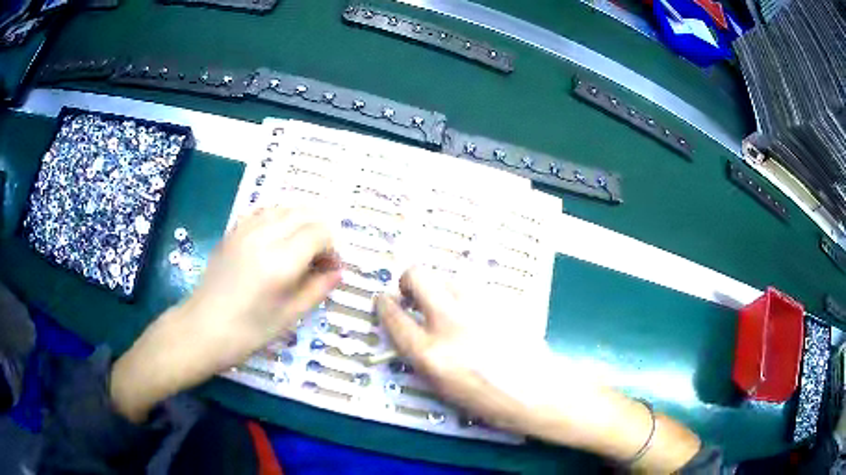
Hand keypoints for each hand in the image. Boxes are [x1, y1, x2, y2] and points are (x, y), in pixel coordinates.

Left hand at [111, 207, 341, 421]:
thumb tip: (338, 272)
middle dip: (321, 232)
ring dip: (301, 221)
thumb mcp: (289, 316)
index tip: (332, 269)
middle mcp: (264, 236)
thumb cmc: (248, 332)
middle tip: (320, 259)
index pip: (320, 233)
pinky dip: (279, 217)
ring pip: (285, 207)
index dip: (333, 248)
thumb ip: (318, 289)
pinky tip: (279, 238)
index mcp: (280, 262)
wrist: (202, 328)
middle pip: (305, 213)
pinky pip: (264, 210)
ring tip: (302, 247)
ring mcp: (245, 229)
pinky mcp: (233, 230)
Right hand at [374, 268, 536, 431]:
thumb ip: (420, 354)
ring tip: (449, 308)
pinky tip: (478, 316)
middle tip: (413, 294)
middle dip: (408, 280)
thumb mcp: (441, 387)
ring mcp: (479, 305)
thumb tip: (410, 329)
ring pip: (448, 277)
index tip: (383, 299)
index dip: (383, 304)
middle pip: (418, 275)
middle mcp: (451, 322)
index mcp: (430, 352)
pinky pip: (474, 288)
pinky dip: (467, 297)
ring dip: (440, 289)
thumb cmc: (486, 401)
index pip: (394, 316)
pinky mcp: (501, 299)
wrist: (537, 392)